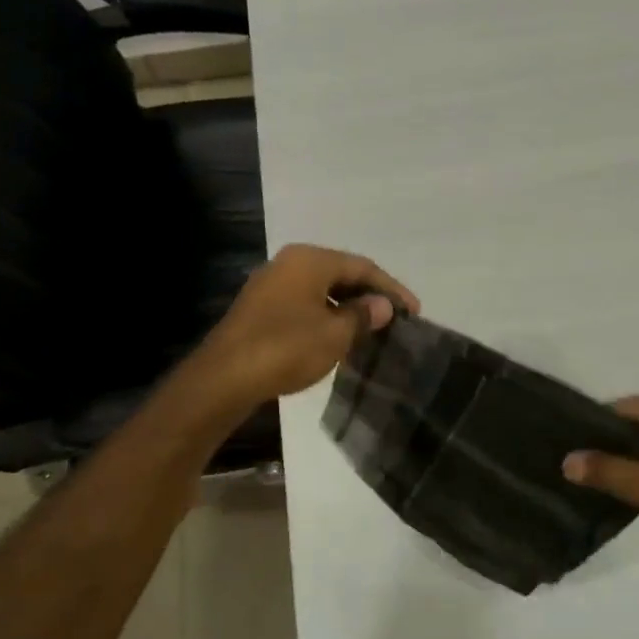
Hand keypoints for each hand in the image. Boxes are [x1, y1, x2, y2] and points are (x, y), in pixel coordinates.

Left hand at [195, 244, 419, 405]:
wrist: (224, 378)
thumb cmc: (286, 348)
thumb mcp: (335, 334)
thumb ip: (363, 315)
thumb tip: (382, 306)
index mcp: (310, 260)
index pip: (363, 267)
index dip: (392, 289)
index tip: (414, 312)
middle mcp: (290, 264)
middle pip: (342, 275)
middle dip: (371, 297)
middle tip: (396, 320)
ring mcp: (272, 285)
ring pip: (323, 291)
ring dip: (349, 309)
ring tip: (373, 331)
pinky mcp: (261, 309)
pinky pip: (305, 304)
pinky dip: (328, 317)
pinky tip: (340, 339)